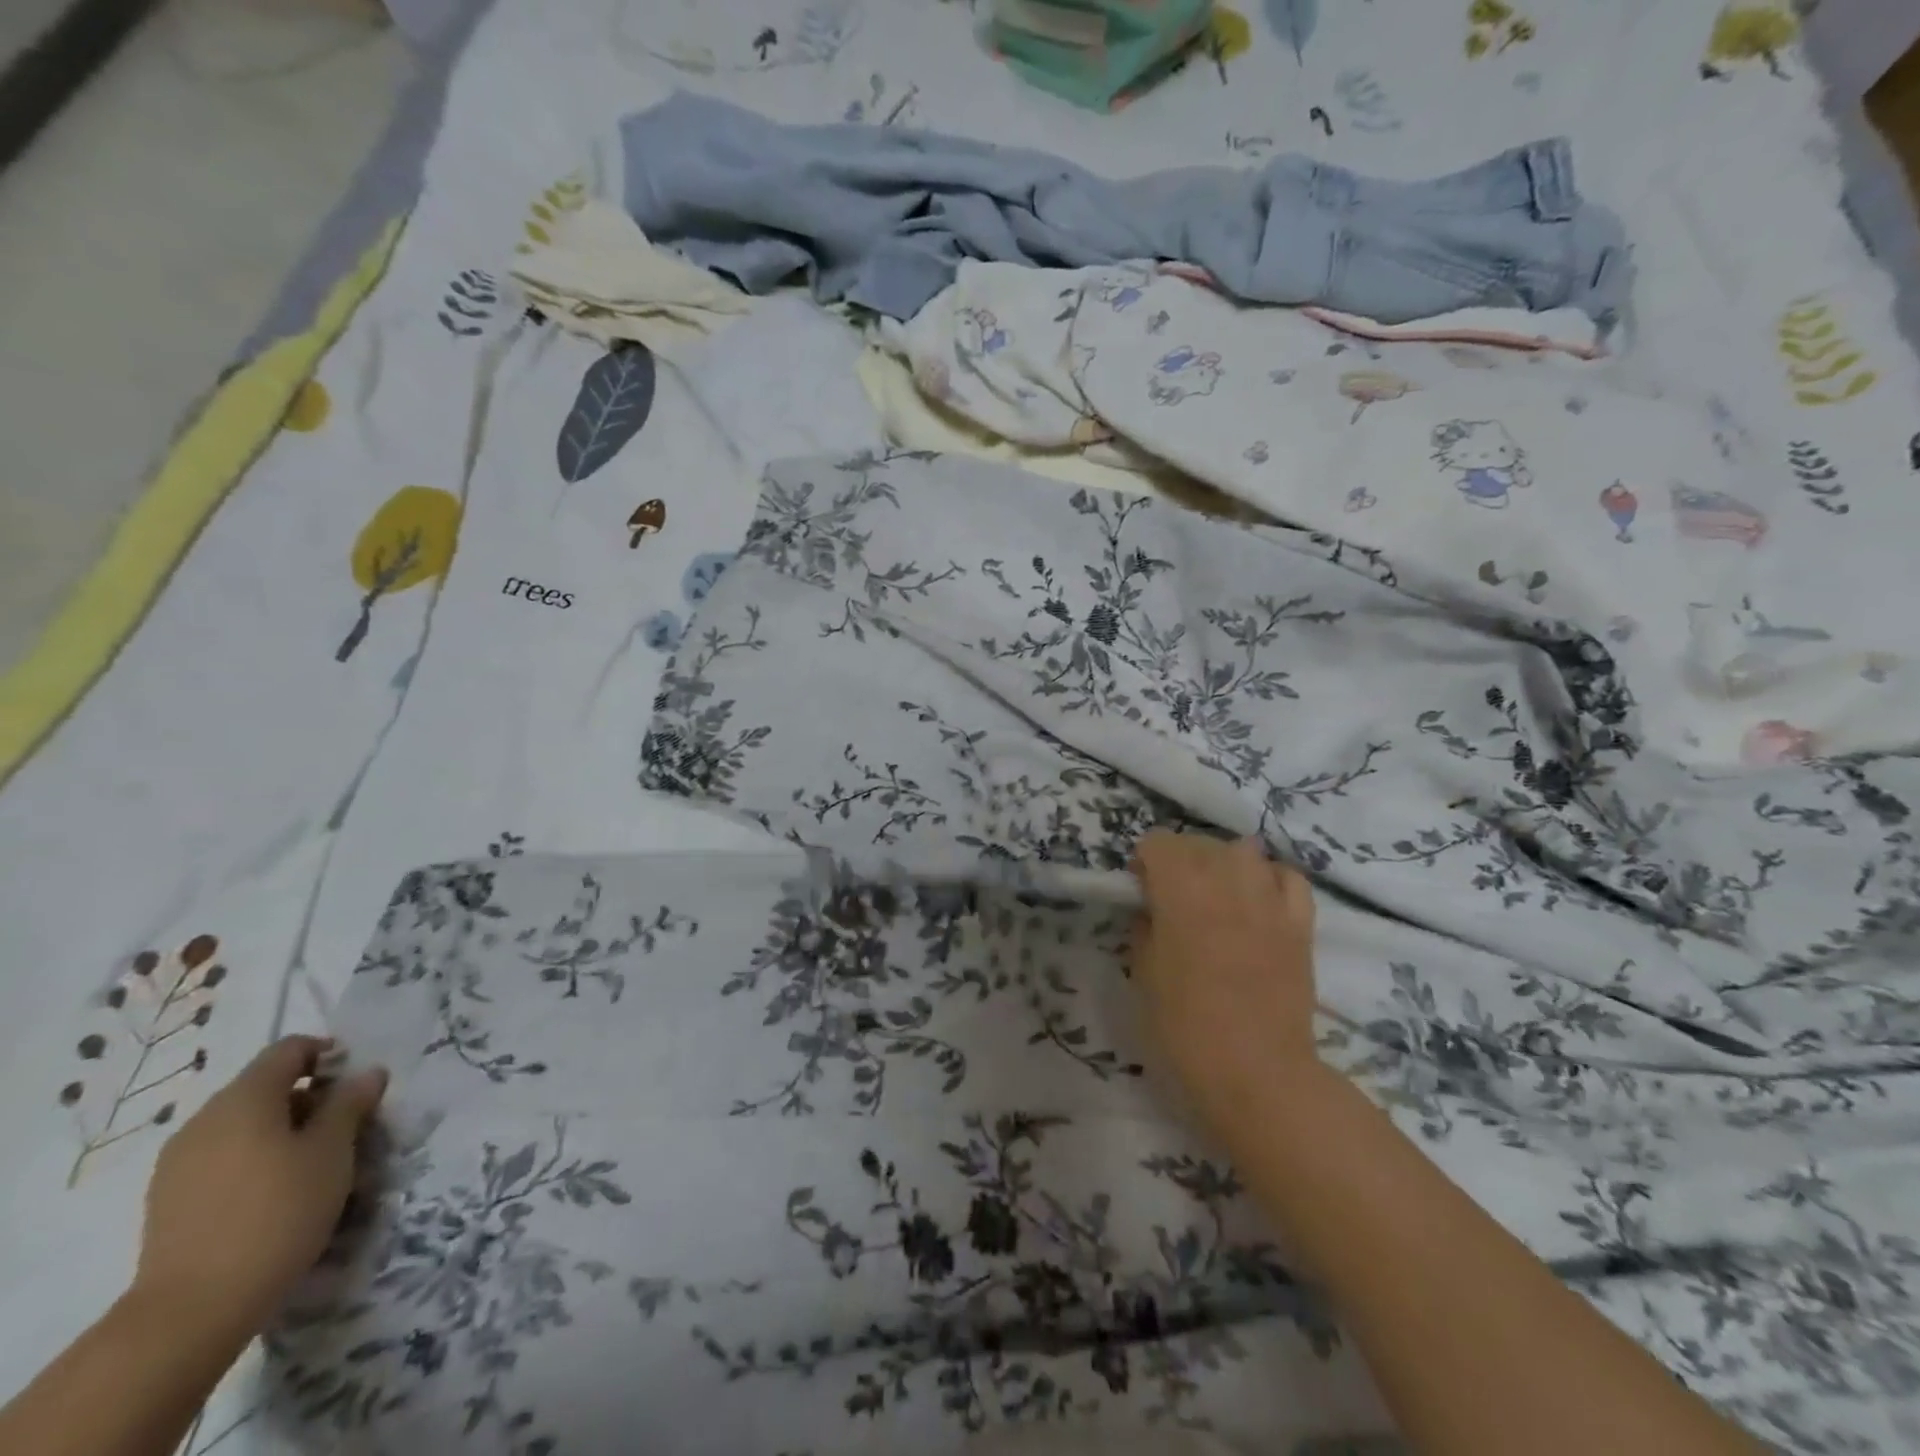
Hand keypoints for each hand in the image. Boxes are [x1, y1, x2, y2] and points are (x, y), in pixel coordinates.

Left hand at [133, 1036, 386, 1348]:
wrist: (193, 1308)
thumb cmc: (279, 1211)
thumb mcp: (333, 1150)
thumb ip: (350, 1103)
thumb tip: (366, 1073)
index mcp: (243, 1098)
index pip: (290, 1049)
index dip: (329, 1055)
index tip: (357, 1086)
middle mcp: (204, 1120)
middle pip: (265, 1086)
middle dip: (310, 1097)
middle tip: (345, 1128)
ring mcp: (178, 1162)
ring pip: (244, 1124)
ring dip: (284, 1130)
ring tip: (314, 1164)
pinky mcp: (169, 1199)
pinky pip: (223, 1157)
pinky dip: (255, 1158)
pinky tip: (276, 1193)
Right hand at [1130, 832, 1320, 1137]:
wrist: (1257, 1073)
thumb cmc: (1185, 1027)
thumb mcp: (1143, 975)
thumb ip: (1144, 929)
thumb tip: (1151, 910)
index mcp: (1181, 892)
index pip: (1158, 843)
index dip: (1145, 862)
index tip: (1141, 891)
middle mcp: (1227, 882)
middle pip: (1200, 842)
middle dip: (1180, 859)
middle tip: (1172, 895)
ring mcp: (1269, 900)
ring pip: (1245, 850)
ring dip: (1223, 863)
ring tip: (1216, 893)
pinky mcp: (1300, 923)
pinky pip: (1287, 877)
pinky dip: (1269, 879)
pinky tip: (1258, 900)